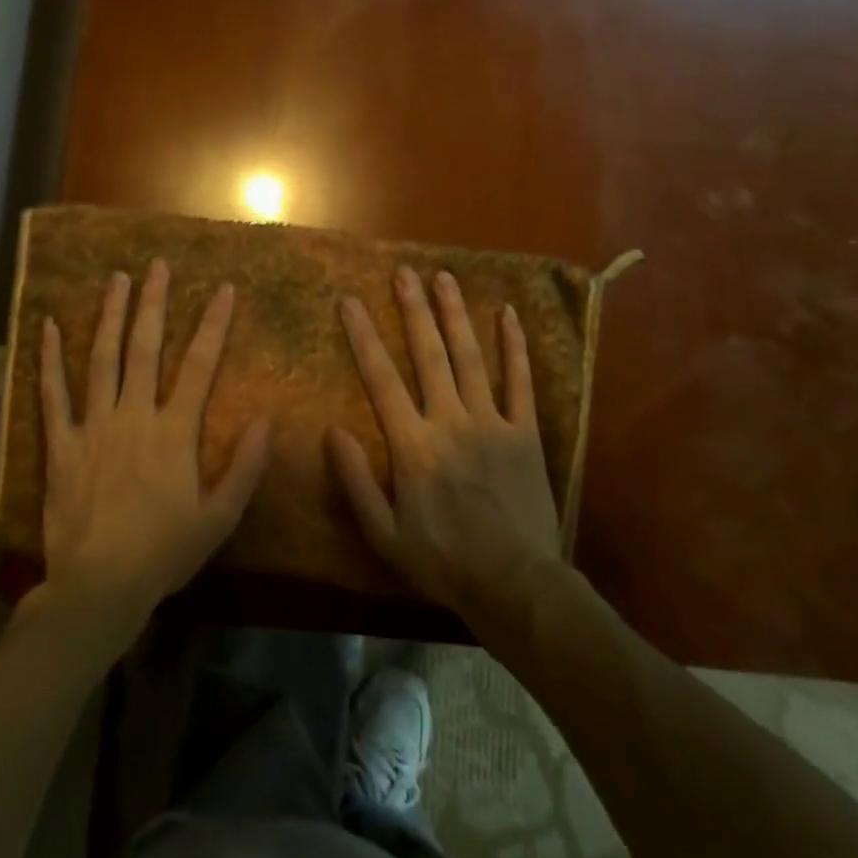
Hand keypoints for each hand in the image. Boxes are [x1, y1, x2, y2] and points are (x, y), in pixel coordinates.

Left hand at [38, 259, 270, 630]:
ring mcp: (93, 426)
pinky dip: (50, 359)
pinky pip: (53, 394)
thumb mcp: (220, 518)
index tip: (223, 288)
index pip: (200, 365)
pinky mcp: (61, 444)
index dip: (213, 324)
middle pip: (145, 348)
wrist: (99, 587)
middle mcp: (134, 415)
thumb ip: (245, 468)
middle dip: (153, 303)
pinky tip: (49, 326)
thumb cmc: (164, 553)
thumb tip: (265, 419)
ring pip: (102, 359)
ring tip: (116, 279)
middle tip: (156, 265)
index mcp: (174, 431)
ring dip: (110, 316)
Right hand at [327, 266, 562, 621]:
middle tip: (404, 272)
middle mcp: (450, 421)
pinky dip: (514, 347)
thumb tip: (332, 431)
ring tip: (444, 278)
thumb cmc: (443, 561)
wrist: (515, 585)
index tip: (351, 301)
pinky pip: (520, 381)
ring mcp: (492, 422)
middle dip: (413, 310)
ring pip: (470, 357)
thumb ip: (356, 481)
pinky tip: (508, 315)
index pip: (382, 378)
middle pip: (429, 355)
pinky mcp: (525, 432)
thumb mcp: (384, 535)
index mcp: (413, 445)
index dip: (364, 336)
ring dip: (455, 315)